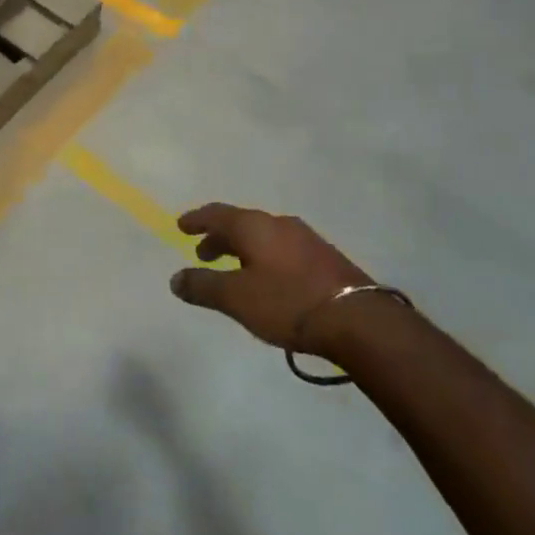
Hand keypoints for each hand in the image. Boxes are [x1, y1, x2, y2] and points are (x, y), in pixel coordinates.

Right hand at [170, 204, 375, 355]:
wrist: (359, 321)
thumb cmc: (288, 303)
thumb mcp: (237, 298)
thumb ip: (203, 286)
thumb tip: (175, 279)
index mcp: (254, 226)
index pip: (217, 214)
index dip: (197, 220)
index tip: (181, 226)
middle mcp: (279, 224)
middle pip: (241, 224)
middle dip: (220, 238)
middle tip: (204, 254)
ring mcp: (306, 239)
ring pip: (264, 237)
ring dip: (244, 249)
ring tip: (235, 270)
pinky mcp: (326, 259)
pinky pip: (283, 249)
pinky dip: (266, 258)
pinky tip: (269, 280)